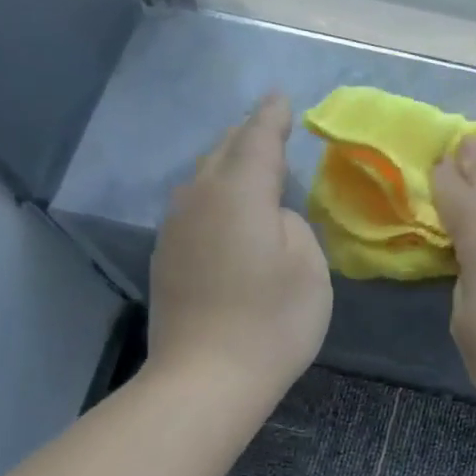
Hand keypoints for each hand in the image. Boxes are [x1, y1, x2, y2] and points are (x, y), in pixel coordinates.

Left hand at [147, 96, 332, 396]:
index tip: (281, 98)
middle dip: (247, 135)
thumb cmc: (272, 321)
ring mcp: (176, 228)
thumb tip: (270, 215)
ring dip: (228, 165)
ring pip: (203, 179)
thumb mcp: (308, 267)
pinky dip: (215, 197)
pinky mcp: (167, 257)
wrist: (207, 377)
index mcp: (239, 193)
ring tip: (250, 164)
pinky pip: (194, 207)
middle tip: (268, 126)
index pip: (258, 139)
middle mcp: (199, 199)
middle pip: (223, 152)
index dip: (272, 117)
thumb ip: (292, 224)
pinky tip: (228, 212)